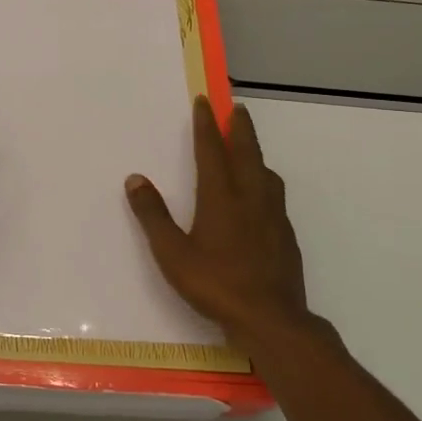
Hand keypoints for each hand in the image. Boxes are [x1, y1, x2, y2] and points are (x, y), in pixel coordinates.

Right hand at [125, 98, 328, 354]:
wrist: (271, 319)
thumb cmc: (215, 284)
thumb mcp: (172, 253)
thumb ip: (153, 215)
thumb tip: (135, 179)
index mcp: (221, 198)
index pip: (211, 151)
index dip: (206, 125)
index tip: (205, 102)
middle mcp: (250, 198)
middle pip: (246, 153)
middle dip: (240, 128)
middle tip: (237, 108)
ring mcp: (273, 216)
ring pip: (266, 173)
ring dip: (256, 154)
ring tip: (249, 149)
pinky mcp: (285, 235)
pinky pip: (275, 195)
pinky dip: (266, 181)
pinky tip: (262, 196)